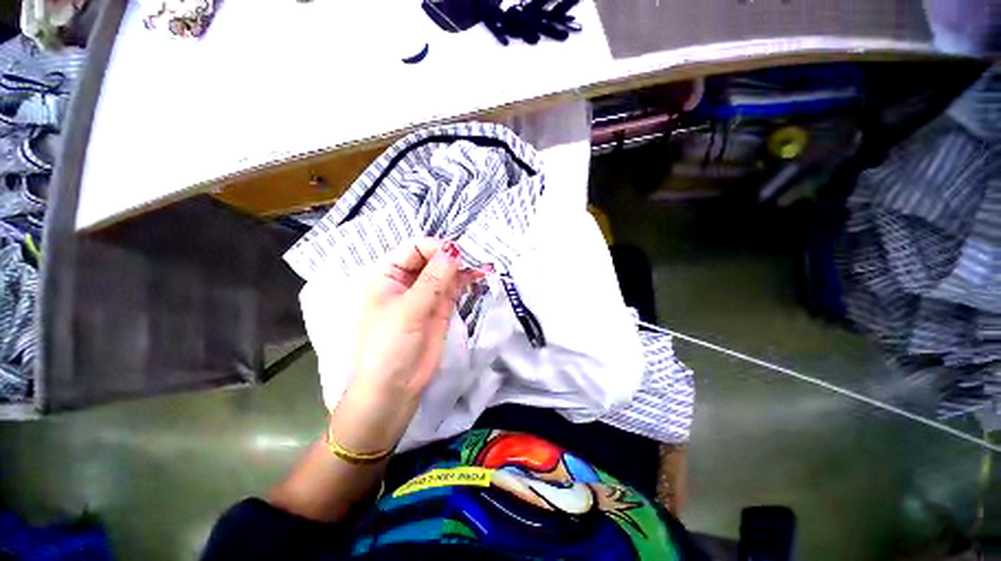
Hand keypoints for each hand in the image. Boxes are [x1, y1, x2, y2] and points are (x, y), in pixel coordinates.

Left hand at [330, 238, 485, 451]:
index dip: (435, 248)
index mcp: (388, 276)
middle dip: (452, 256)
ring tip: (483, 265)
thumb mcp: (409, 309)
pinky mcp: (440, 308)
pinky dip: (466, 281)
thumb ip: (433, 279)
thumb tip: (453, 249)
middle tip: (476, 256)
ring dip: (463, 267)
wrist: (395, 389)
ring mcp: (426, 295)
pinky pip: (454, 288)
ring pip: (445, 272)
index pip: (414, 248)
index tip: (457, 254)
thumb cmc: (390, 346)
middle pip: (432, 258)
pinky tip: (479, 275)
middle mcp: (407, 281)